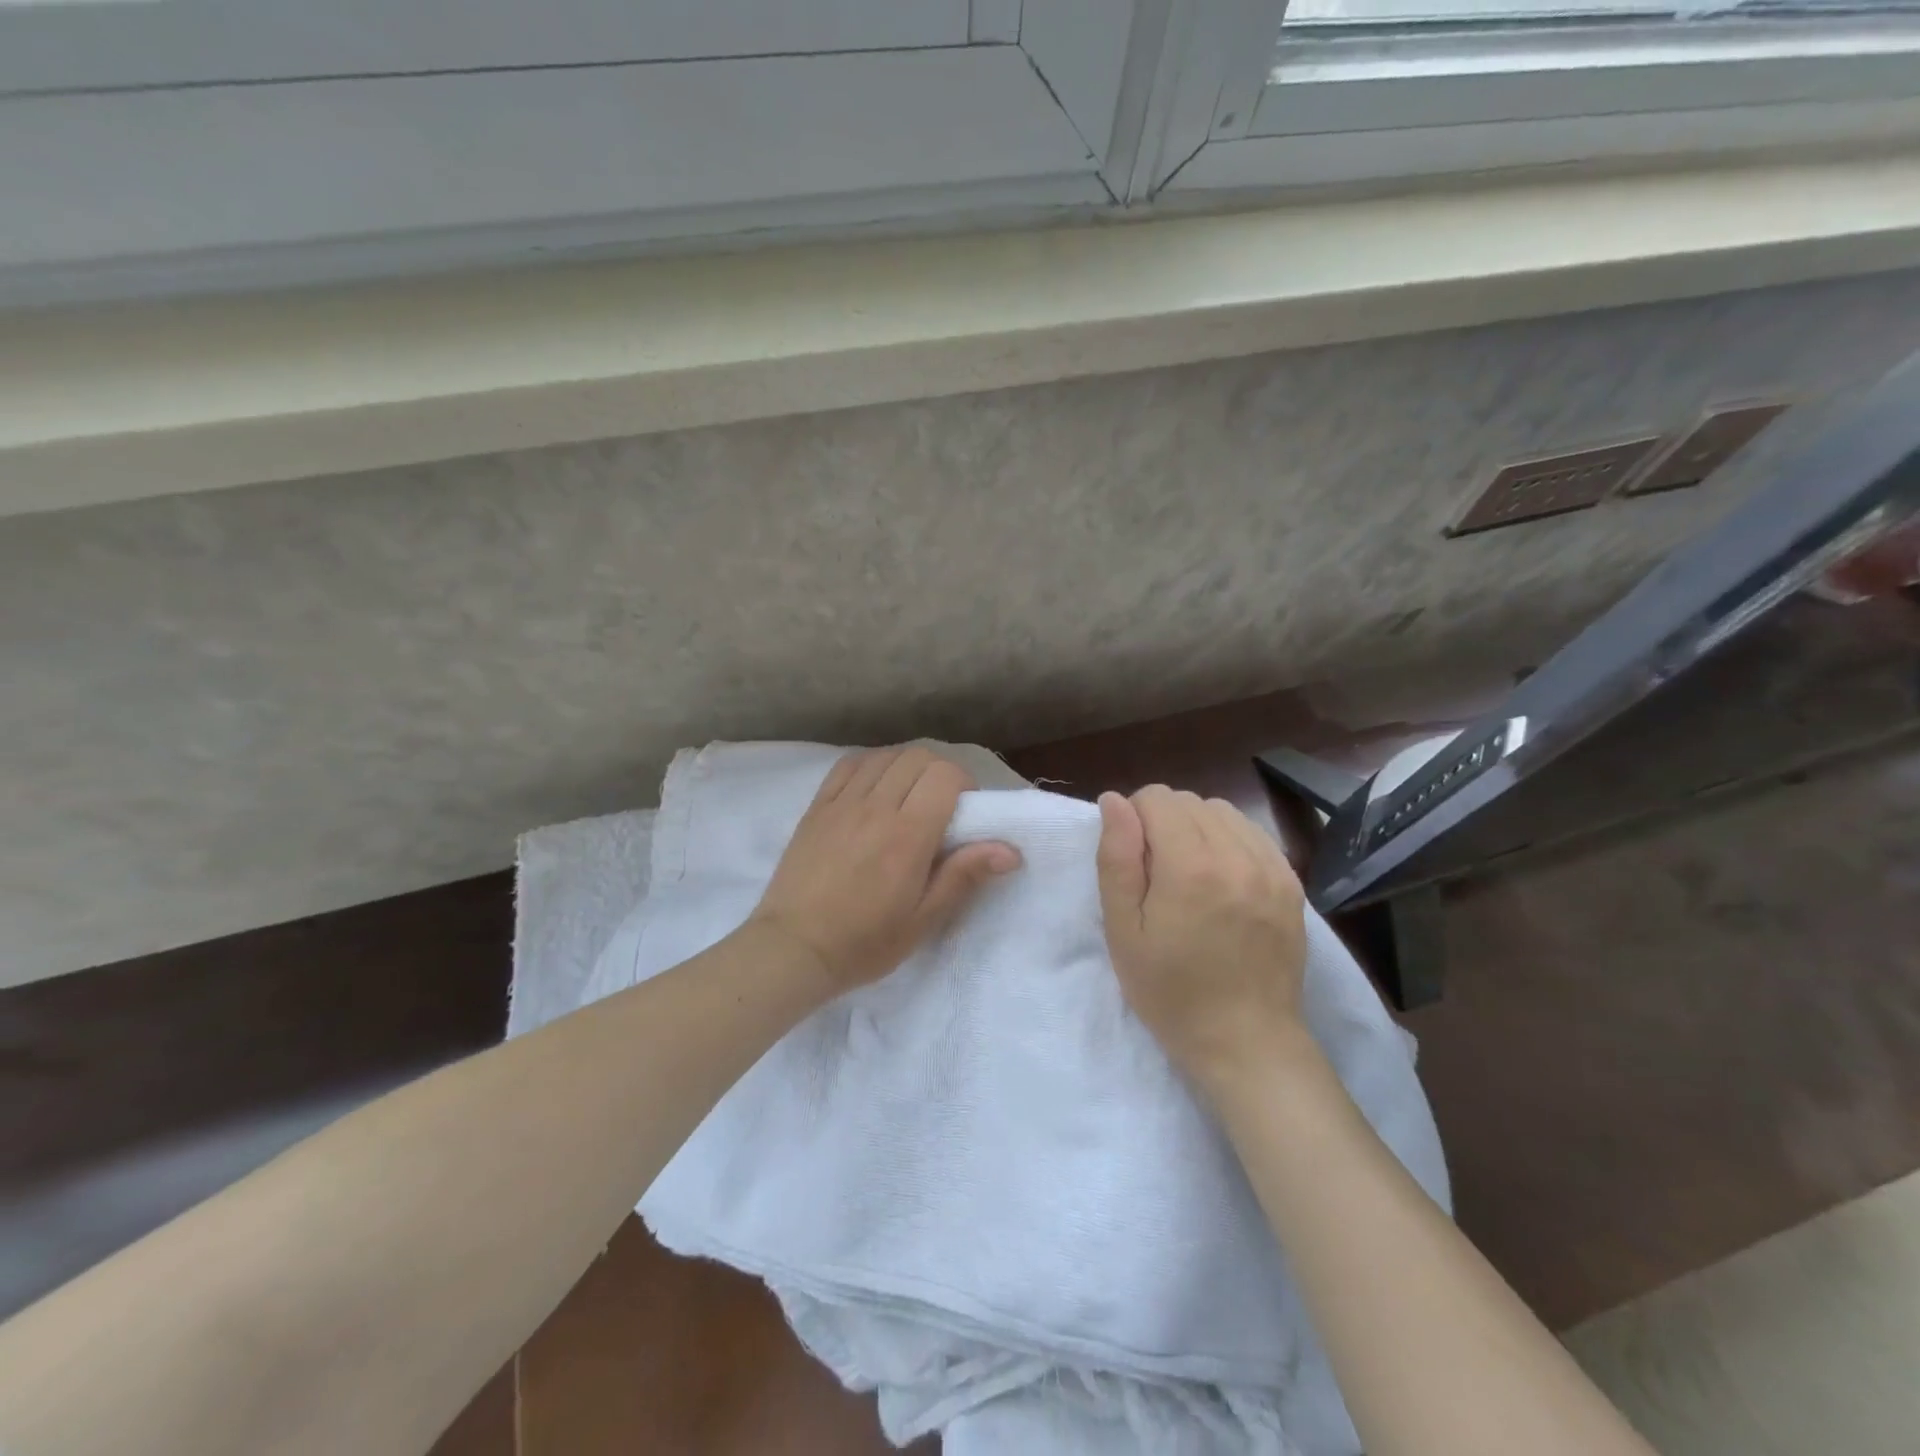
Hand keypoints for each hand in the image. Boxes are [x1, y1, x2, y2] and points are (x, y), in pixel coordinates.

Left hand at [749, 746, 1021, 995]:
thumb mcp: (923, 920)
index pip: (945, 775)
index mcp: (907, 835)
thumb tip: (1010, 849)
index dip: (963, 783)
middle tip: (941, 804)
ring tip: (909, 795)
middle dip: (939, 771)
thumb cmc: (864, 942)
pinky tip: (875, 785)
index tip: (965, 811)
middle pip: (917, 757)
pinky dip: (871, 764)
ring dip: (906, 766)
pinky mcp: (817, 806)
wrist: (793, 949)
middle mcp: (876, 807)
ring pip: (884, 756)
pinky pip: (849, 765)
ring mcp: (842, 803)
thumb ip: (964, 876)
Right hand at [1096, 786, 1309, 1090]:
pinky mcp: (1291, 883)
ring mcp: (1271, 868)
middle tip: (1155, 872)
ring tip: (1188, 873)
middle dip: (1162, 821)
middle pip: (1189, 800)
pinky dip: (1229, 841)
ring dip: (1197, 827)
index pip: (1157, 798)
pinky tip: (1220, 878)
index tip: (1132, 859)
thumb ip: (1116, 859)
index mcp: (1191, 867)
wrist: (1246, 1041)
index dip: (1133, 818)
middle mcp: (1237, 855)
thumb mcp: (1123, 931)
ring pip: (1223, 811)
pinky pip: (1253, 833)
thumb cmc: (1170, 991)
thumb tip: (1113, 800)